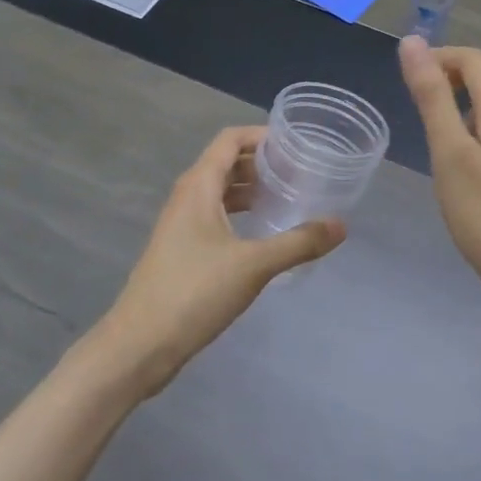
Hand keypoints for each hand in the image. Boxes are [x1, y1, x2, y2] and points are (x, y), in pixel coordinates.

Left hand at [97, 126, 345, 395]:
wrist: (139, 345)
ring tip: (288, 197)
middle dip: (262, 162)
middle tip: (300, 171)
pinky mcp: (181, 249)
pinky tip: (263, 232)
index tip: (295, 144)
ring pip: (221, 191)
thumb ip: (299, 243)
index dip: (262, 135)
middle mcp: (187, 196)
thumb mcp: (254, 265)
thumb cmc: (194, 292)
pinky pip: (215, 215)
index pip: (230, 139)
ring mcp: (181, 223)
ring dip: (251, 189)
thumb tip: (341, 225)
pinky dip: (240, 213)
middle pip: (227, 162)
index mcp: (199, 186)